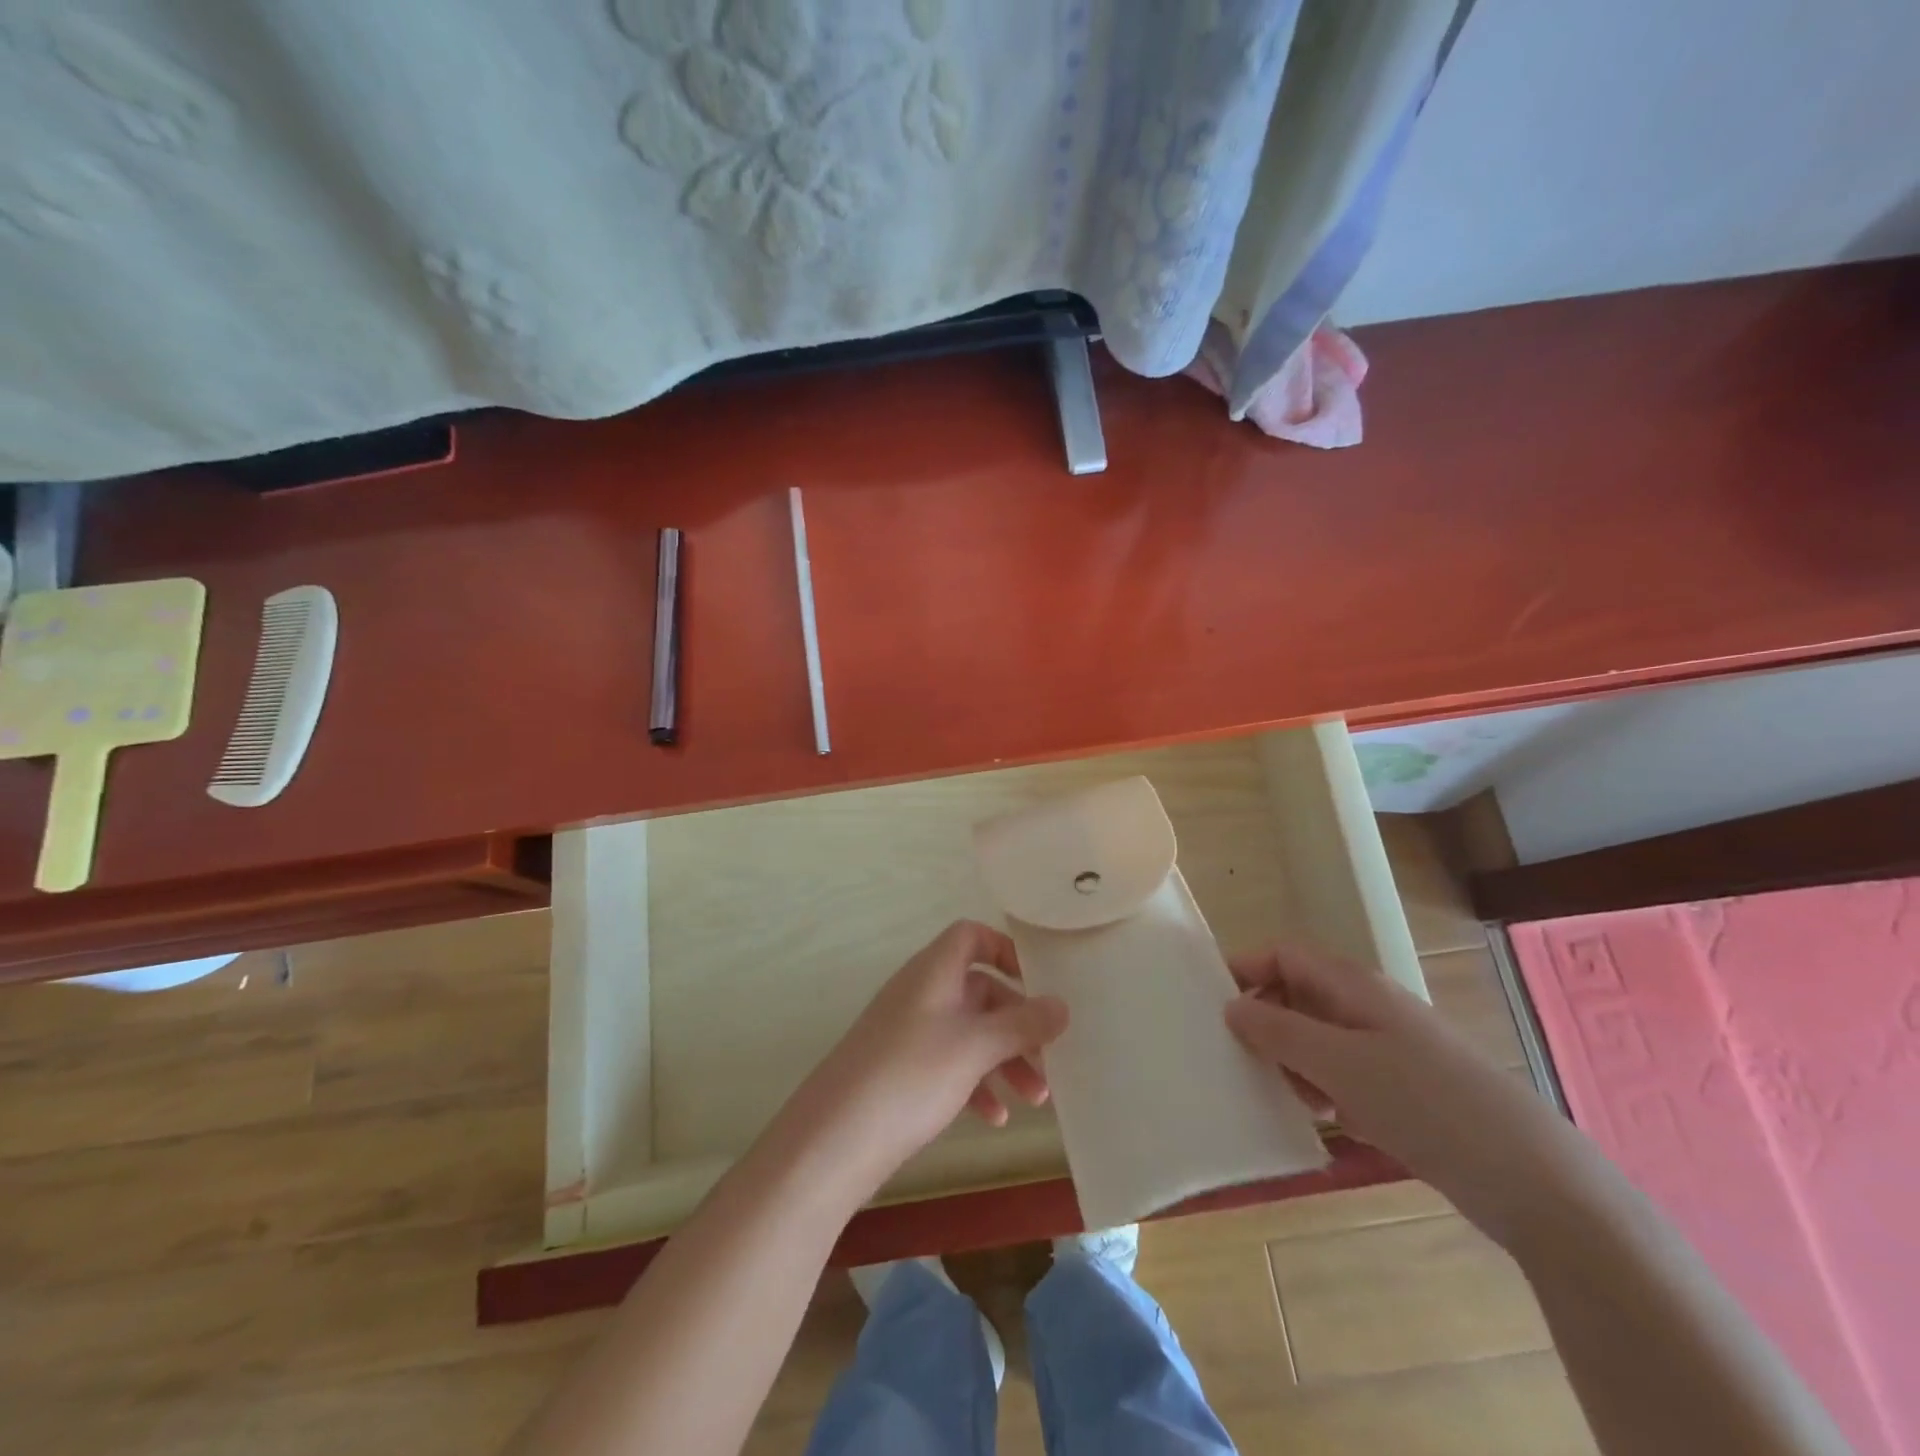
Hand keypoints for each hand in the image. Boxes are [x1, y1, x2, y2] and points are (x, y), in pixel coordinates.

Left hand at [799, 920, 1068, 1189]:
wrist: (835, 1137)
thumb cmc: (911, 1074)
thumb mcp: (975, 1047)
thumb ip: (1022, 1024)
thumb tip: (1062, 1005)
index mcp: (934, 971)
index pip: (971, 936)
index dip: (1004, 950)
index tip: (1037, 983)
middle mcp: (920, 993)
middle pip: (979, 991)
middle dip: (1017, 1024)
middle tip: (1050, 1059)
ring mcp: (908, 1031)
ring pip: (968, 1032)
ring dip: (1003, 1060)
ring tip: (1036, 1100)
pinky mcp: (900, 1069)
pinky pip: (948, 1063)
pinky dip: (975, 1083)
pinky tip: (994, 1118)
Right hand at [1224, 944, 1567, 1245]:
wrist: (1533, 1179)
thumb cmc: (1423, 1103)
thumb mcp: (1337, 1063)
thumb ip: (1277, 1029)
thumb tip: (1231, 1005)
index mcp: (1354, 985)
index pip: (1284, 955)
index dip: (1246, 970)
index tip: (1211, 1006)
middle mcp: (1370, 1006)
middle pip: (1300, 993)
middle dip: (1266, 1020)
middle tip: (1240, 1058)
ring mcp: (1392, 1048)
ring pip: (1320, 1037)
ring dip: (1293, 1059)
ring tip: (1281, 1095)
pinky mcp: (1407, 1089)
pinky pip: (1346, 1073)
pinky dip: (1325, 1089)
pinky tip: (1325, 1121)